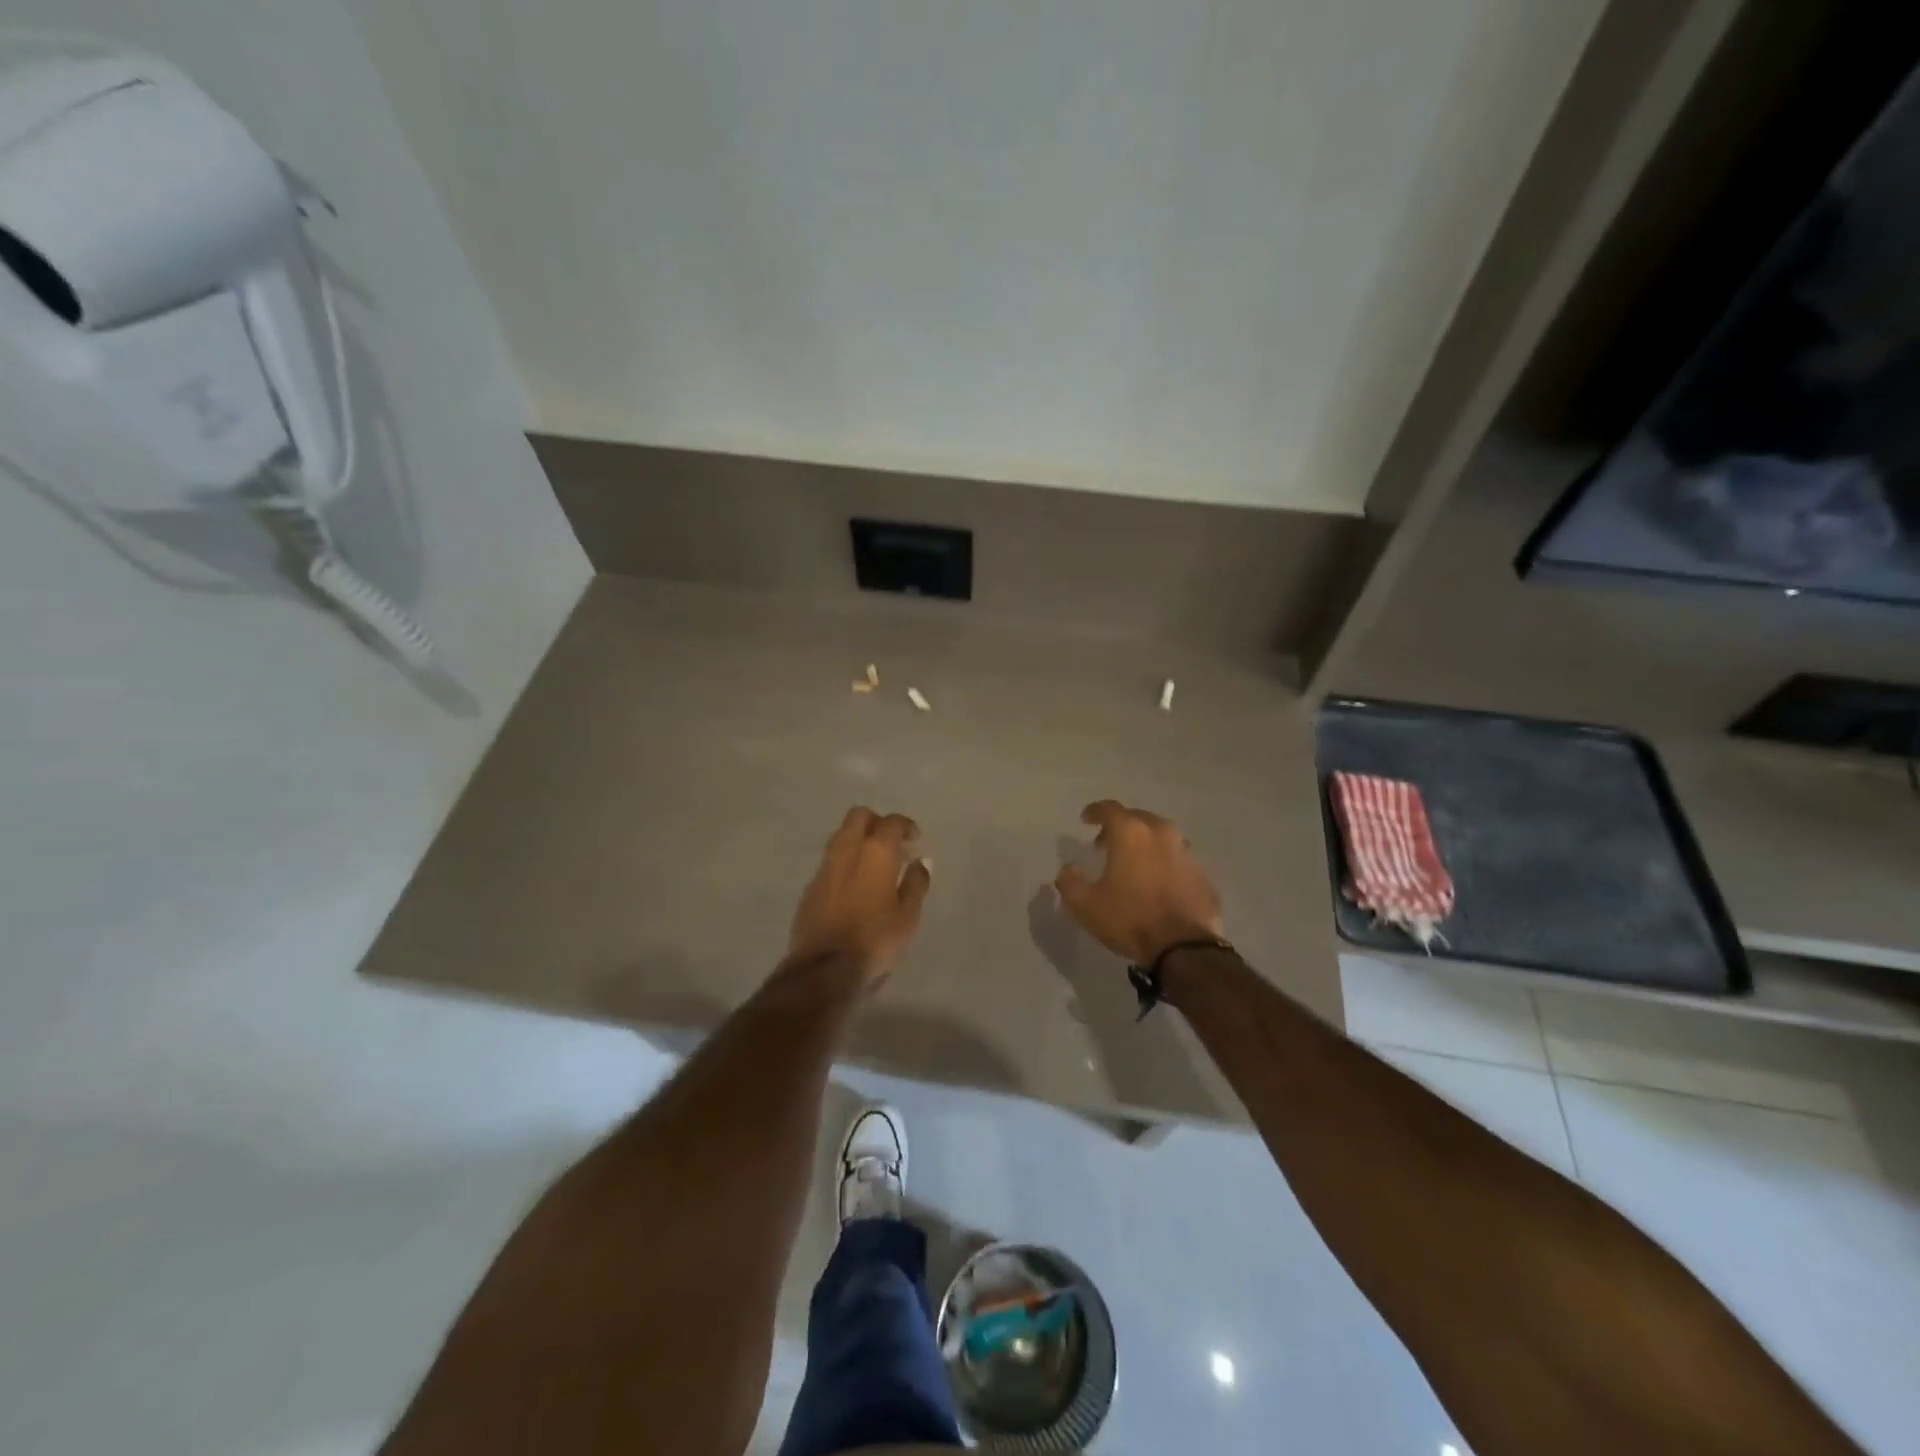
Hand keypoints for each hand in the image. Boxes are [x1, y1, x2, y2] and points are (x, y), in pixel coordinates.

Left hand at [787, 807, 932, 984]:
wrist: (823, 969)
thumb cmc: (875, 940)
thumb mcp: (908, 915)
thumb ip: (916, 883)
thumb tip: (921, 861)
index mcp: (875, 852)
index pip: (891, 822)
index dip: (906, 826)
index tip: (914, 839)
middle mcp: (847, 850)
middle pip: (859, 817)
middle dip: (876, 823)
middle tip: (891, 843)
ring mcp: (824, 867)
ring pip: (841, 836)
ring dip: (858, 841)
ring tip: (874, 864)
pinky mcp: (810, 887)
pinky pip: (830, 861)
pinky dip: (845, 863)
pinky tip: (854, 885)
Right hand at [1054, 801, 1224, 963]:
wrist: (1184, 948)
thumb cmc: (1129, 919)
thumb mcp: (1085, 905)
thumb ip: (1069, 881)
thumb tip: (1068, 869)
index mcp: (1131, 832)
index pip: (1109, 809)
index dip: (1094, 812)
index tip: (1085, 819)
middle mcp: (1161, 833)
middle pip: (1138, 818)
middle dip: (1120, 827)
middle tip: (1106, 844)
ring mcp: (1186, 852)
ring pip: (1160, 837)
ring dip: (1144, 844)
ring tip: (1133, 863)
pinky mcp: (1202, 874)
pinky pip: (1177, 860)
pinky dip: (1163, 864)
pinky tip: (1156, 883)